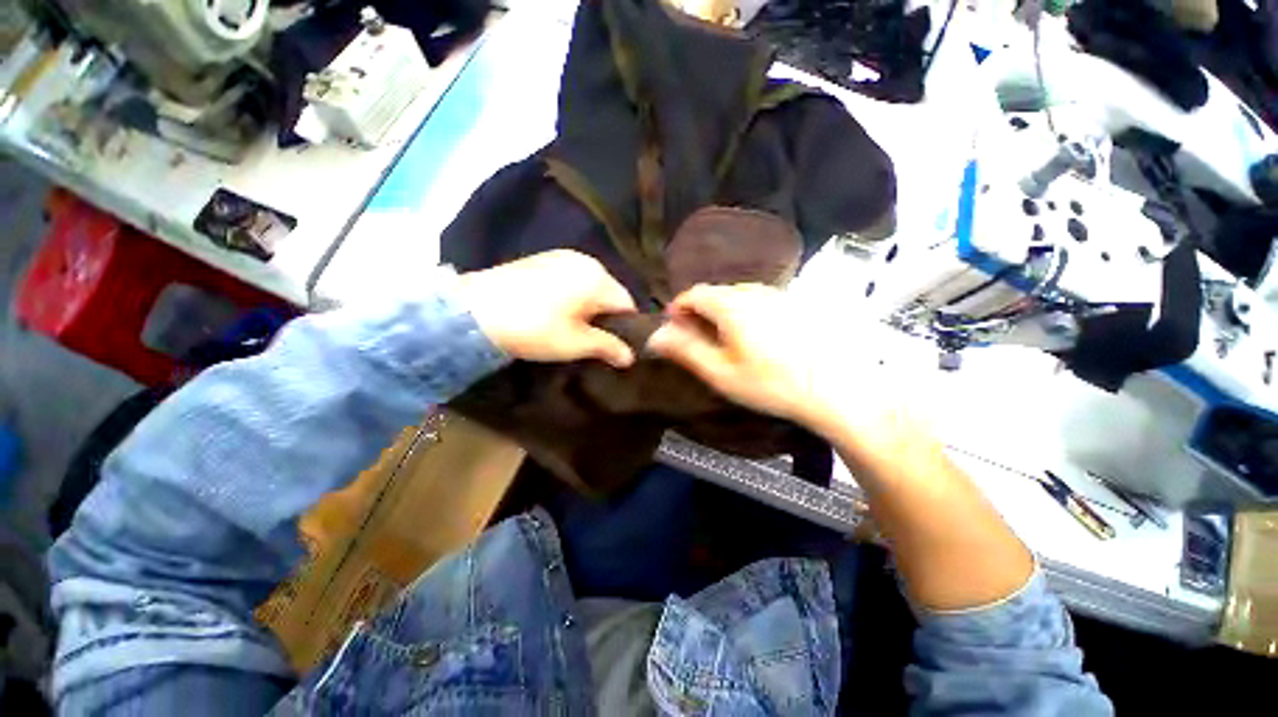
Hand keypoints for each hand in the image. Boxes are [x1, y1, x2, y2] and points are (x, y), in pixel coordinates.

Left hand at [457, 250, 636, 367]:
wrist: (474, 311)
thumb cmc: (534, 329)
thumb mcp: (576, 344)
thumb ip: (609, 347)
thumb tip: (631, 357)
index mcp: (598, 278)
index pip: (627, 304)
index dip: (626, 328)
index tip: (613, 346)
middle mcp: (585, 260)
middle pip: (609, 293)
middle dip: (605, 316)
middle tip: (589, 339)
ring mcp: (562, 256)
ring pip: (590, 285)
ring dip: (588, 306)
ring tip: (570, 326)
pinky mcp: (542, 258)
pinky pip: (571, 278)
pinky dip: (572, 295)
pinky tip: (553, 310)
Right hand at [646, 284, 901, 437]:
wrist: (837, 390)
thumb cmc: (771, 384)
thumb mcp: (720, 372)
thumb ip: (685, 350)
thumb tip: (655, 336)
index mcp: (731, 304)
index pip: (694, 293)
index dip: (678, 308)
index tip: (672, 327)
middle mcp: (754, 291)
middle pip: (716, 293)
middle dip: (699, 311)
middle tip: (695, 337)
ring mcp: (779, 295)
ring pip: (738, 296)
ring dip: (723, 312)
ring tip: (723, 340)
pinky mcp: (797, 304)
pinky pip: (760, 301)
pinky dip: (745, 313)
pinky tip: (755, 338)